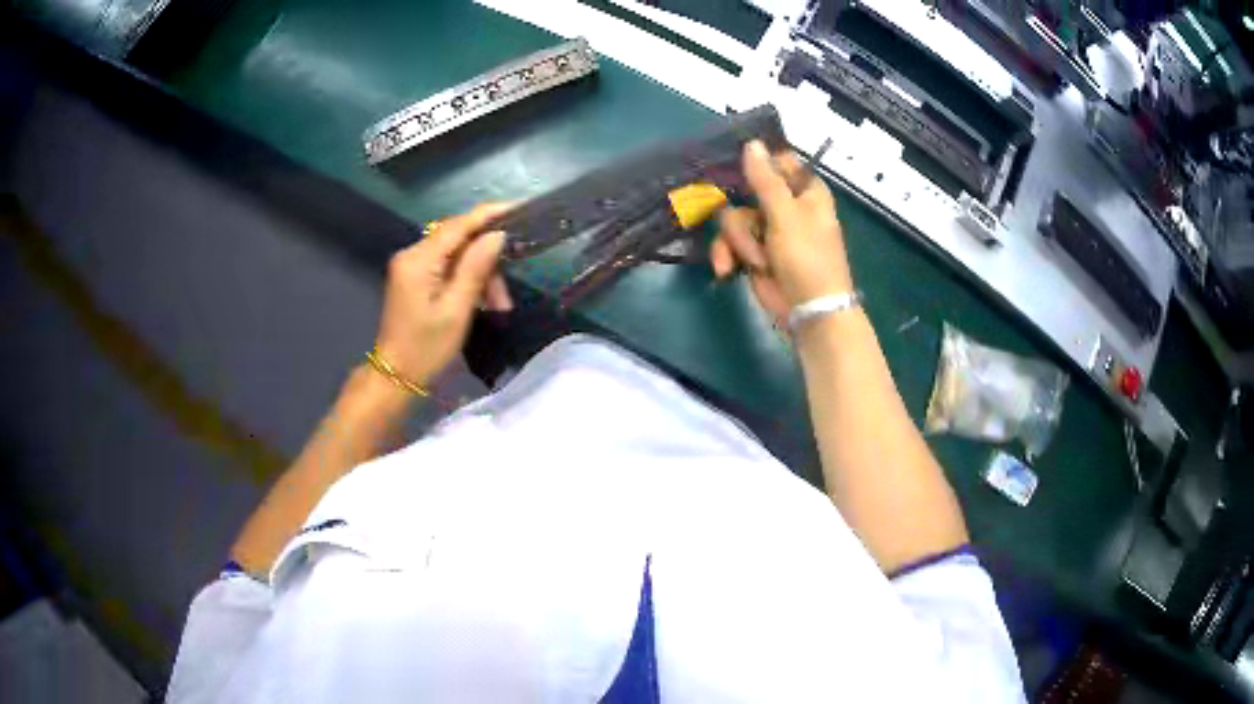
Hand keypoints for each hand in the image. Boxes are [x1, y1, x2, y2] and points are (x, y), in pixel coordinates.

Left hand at [373, 203, 513, 386]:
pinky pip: (447, 266)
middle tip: (504, 296)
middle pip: (458, 240)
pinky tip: (480, 302)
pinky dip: (467, 279)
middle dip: (486, 260)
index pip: (457, 225)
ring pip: (456, 254)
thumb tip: (497, 235)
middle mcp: (411, 254)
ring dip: (479, 274)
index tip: (519, 207)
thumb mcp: (456, 311)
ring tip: (496, 306)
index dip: (488, 215)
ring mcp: (411, 265)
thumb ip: (475, 268)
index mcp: (418, 260)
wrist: (395, 377)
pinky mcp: (414, 277)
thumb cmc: (426, 349)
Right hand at [710, 141, 852, 327]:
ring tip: (754, 261)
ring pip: (733, 219)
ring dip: (738, 242)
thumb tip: (751, 142)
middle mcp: (785, 205)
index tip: (736, 171)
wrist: (808, 311)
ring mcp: (767, 229)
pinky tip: (727, 269)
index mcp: (803, 190)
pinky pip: (729, 242)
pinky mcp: (753, 252)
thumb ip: (764, 179)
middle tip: (749, 226)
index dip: (755, 163)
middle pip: (745, 190)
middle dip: (743, 214)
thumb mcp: (786, 214)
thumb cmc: (807, 257)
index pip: (776, 161)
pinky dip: (727, 255)